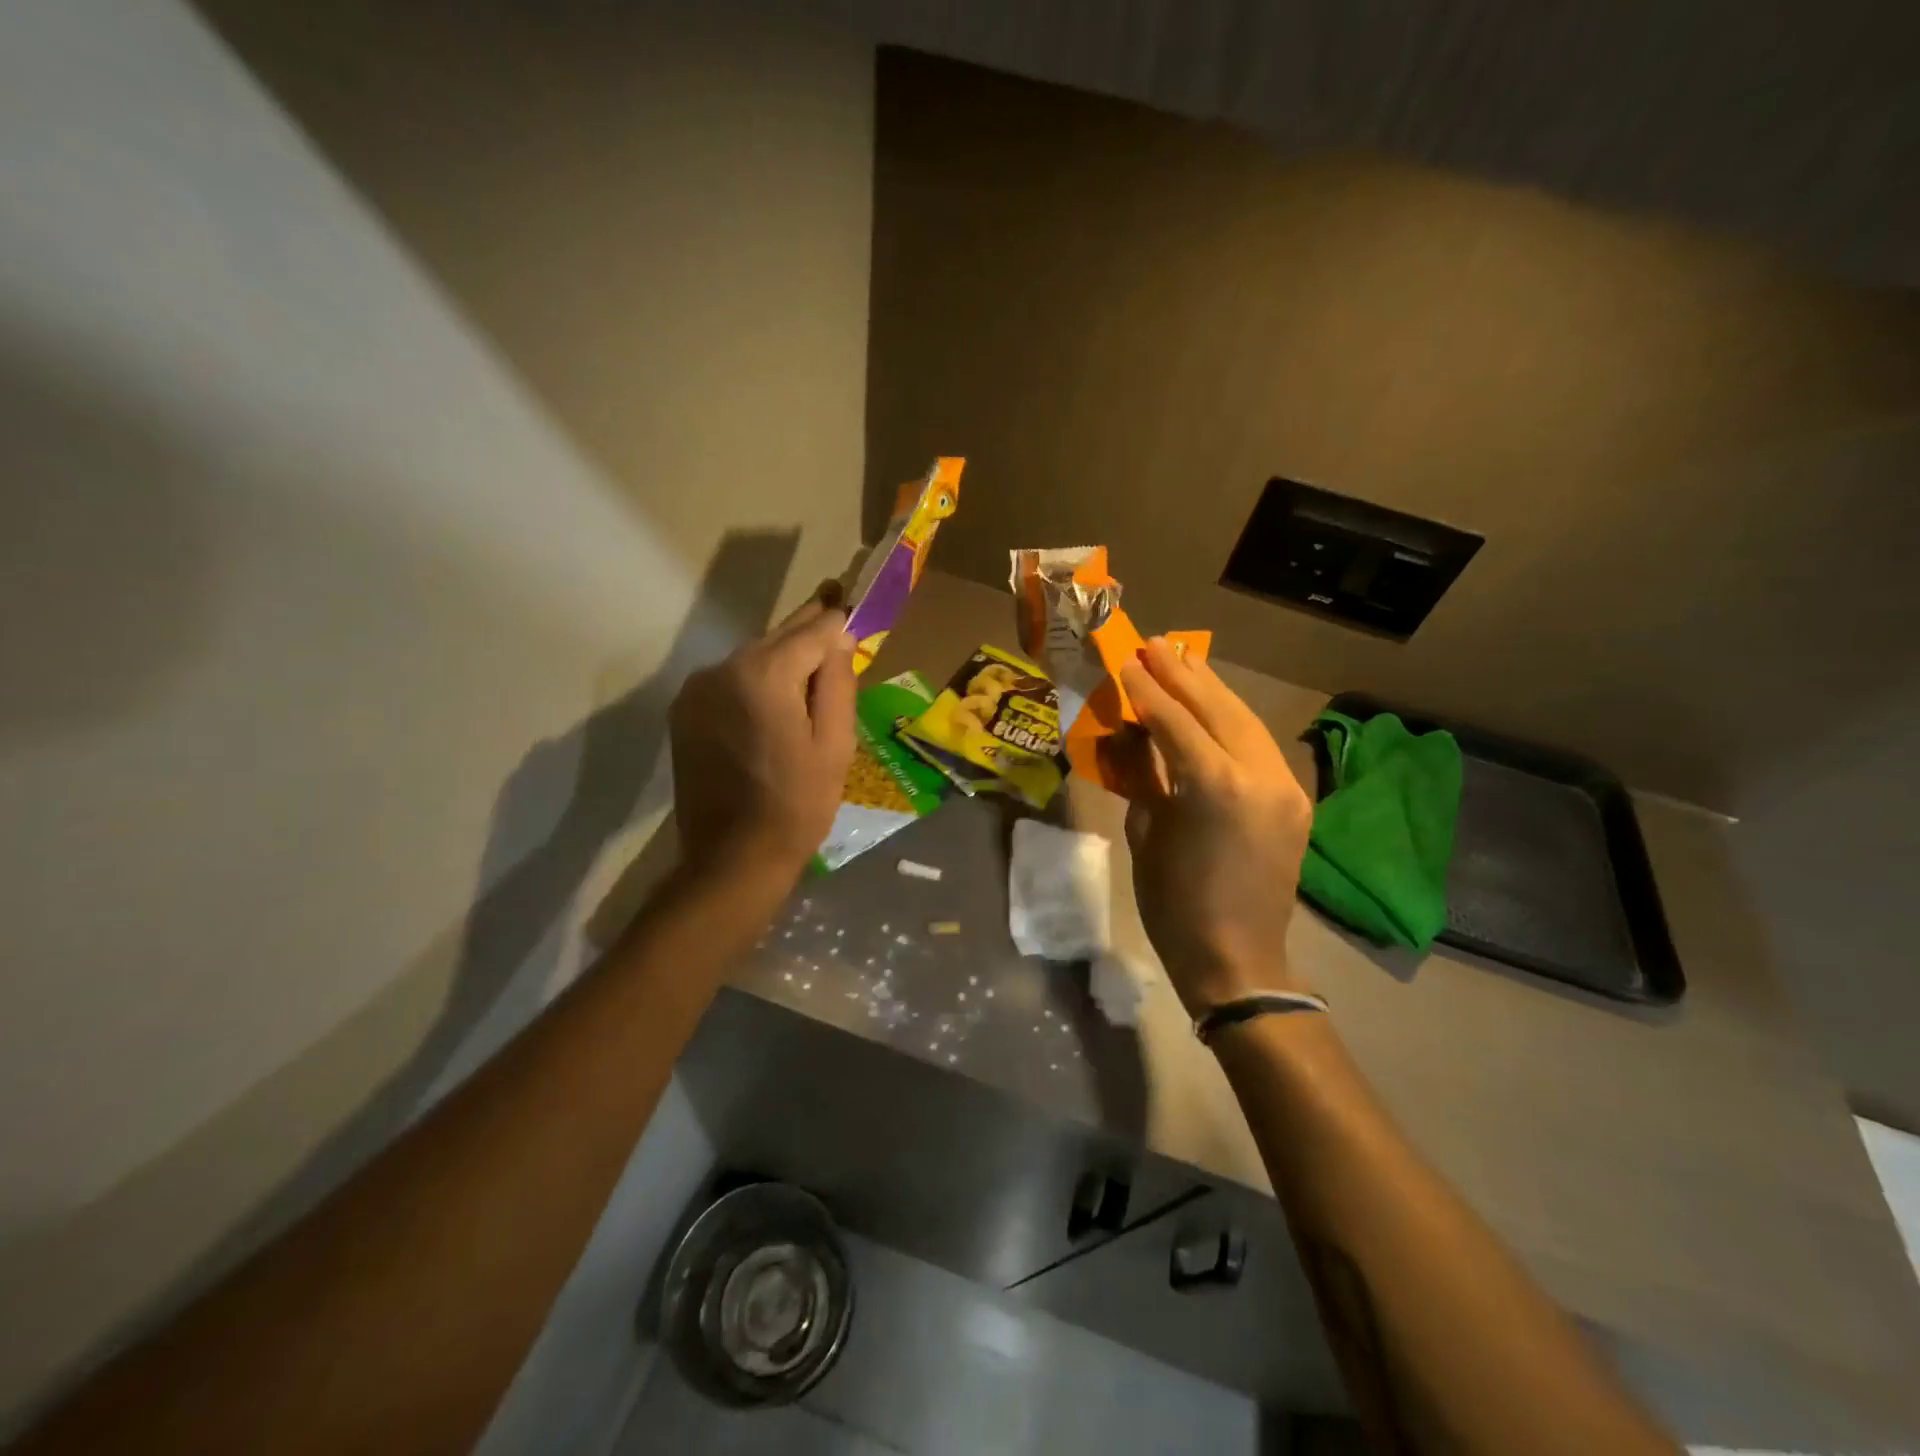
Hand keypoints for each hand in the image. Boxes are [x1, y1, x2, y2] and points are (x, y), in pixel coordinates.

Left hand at [669, 597, 856, 883]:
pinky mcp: (684, 712)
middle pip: (777, 637)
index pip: (812, 628)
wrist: (732, 858)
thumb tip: (840, 636)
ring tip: (811, 672)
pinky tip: (775, 703)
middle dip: (810, 633)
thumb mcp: (835, 744)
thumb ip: (837, 681)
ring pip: (753, 658)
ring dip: (782, 660)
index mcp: (763, 674)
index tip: (853, 602)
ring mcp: (696, 689)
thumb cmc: (798, 803)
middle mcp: (722, 668)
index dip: (837, 619)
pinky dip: (756, 681)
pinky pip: (731, 680)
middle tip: (837, 616)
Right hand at [1116, 638, 1313, 1016]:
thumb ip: (1145, 775)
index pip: (1176, 720)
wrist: (1237, 958)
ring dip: (1212, 689)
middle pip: (1218, 708)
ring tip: (1183, 660)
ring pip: (1246, 719)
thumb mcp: (1146, 833)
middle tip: (1154, 644)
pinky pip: (1259, 745)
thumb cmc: (1174, 904)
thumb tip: (1135, 733)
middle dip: (1183, 674)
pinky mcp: (1294, 799)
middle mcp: (1258, 775)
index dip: (1147, 688)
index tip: (1125, 659)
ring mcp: (1284, 785)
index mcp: (1213, 787)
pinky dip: (1232, 719)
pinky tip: (1213, 705)